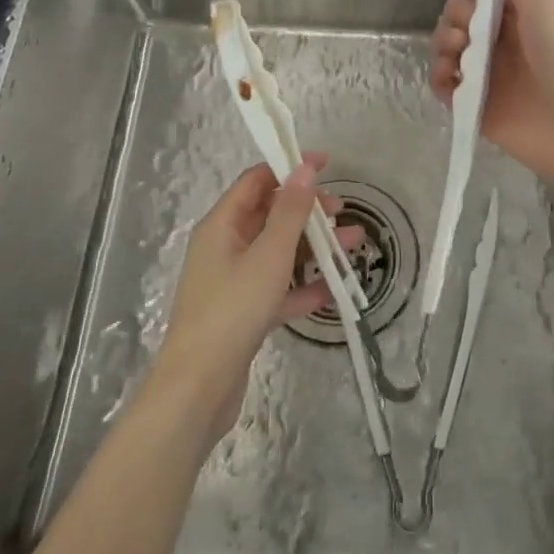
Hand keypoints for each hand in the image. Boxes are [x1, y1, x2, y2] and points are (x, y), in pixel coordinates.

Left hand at [153, 159, 351, 444]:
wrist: (198, 389)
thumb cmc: (232, 310)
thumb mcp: (269, 255)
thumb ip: (290, 211)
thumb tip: (304, 168)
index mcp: (222, 225)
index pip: (257, 181)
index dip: (290, 168)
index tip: (326, 164)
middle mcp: (225, 247)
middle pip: (270, 215)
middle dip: (308, 210)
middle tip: (342, 211)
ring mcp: (234, 282)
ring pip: (279, 253)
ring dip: (314, 247)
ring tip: (354, 245)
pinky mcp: (243, 314)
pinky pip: (278, 289)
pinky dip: (304, 286)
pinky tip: (334, 290)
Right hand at [429, 0, 553, 191]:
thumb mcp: (544, 7)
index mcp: (518, 17)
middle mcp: (499, 43)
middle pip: (458, 18)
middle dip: (454, 16)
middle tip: (467, 30)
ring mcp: (486, 76)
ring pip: (446, 49)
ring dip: (442, 43)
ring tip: (458, 54)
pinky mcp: (475, 108)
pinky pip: (443, 87)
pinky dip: (439, 78)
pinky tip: (450, 77)